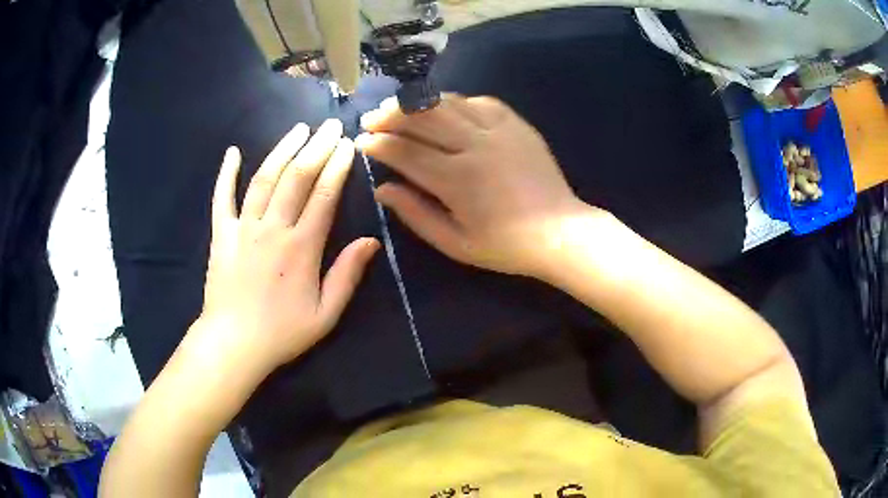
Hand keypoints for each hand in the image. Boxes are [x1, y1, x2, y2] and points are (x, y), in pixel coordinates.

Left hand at [190, 119, 378, 378]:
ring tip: (298, 129)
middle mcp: (273, 229)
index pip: (324, 195)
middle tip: (330, 125)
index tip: (348, 144)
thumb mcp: (325, 314)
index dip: (337, 166)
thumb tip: (372, 242)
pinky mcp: (220, 235)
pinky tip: (232, 152)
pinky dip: (226, 174)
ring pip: (264, 179)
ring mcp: (243, 228)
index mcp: (302, 247)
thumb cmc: (282, 333)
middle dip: (316, 147)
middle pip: (297, 177)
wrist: (233, 344)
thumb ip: (347, 275)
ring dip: (282, 150)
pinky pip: (222, 198)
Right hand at [357, 95, 586, 277]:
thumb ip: (416, 214)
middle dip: (391, 115)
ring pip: (449, 103)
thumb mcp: (455, 243)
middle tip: (372, 118)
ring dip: (419, 102)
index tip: (362, 141)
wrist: (560, 232)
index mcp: (457, 179)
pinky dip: (455, 101)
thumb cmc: (506, 245)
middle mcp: (475, 145)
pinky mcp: (516, 124)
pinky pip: (479, 101)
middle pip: (423, 118)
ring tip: (400, 107)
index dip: (379, 144)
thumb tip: (382, 190)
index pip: (406, 152)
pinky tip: (444, 108)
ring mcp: (499, 130)